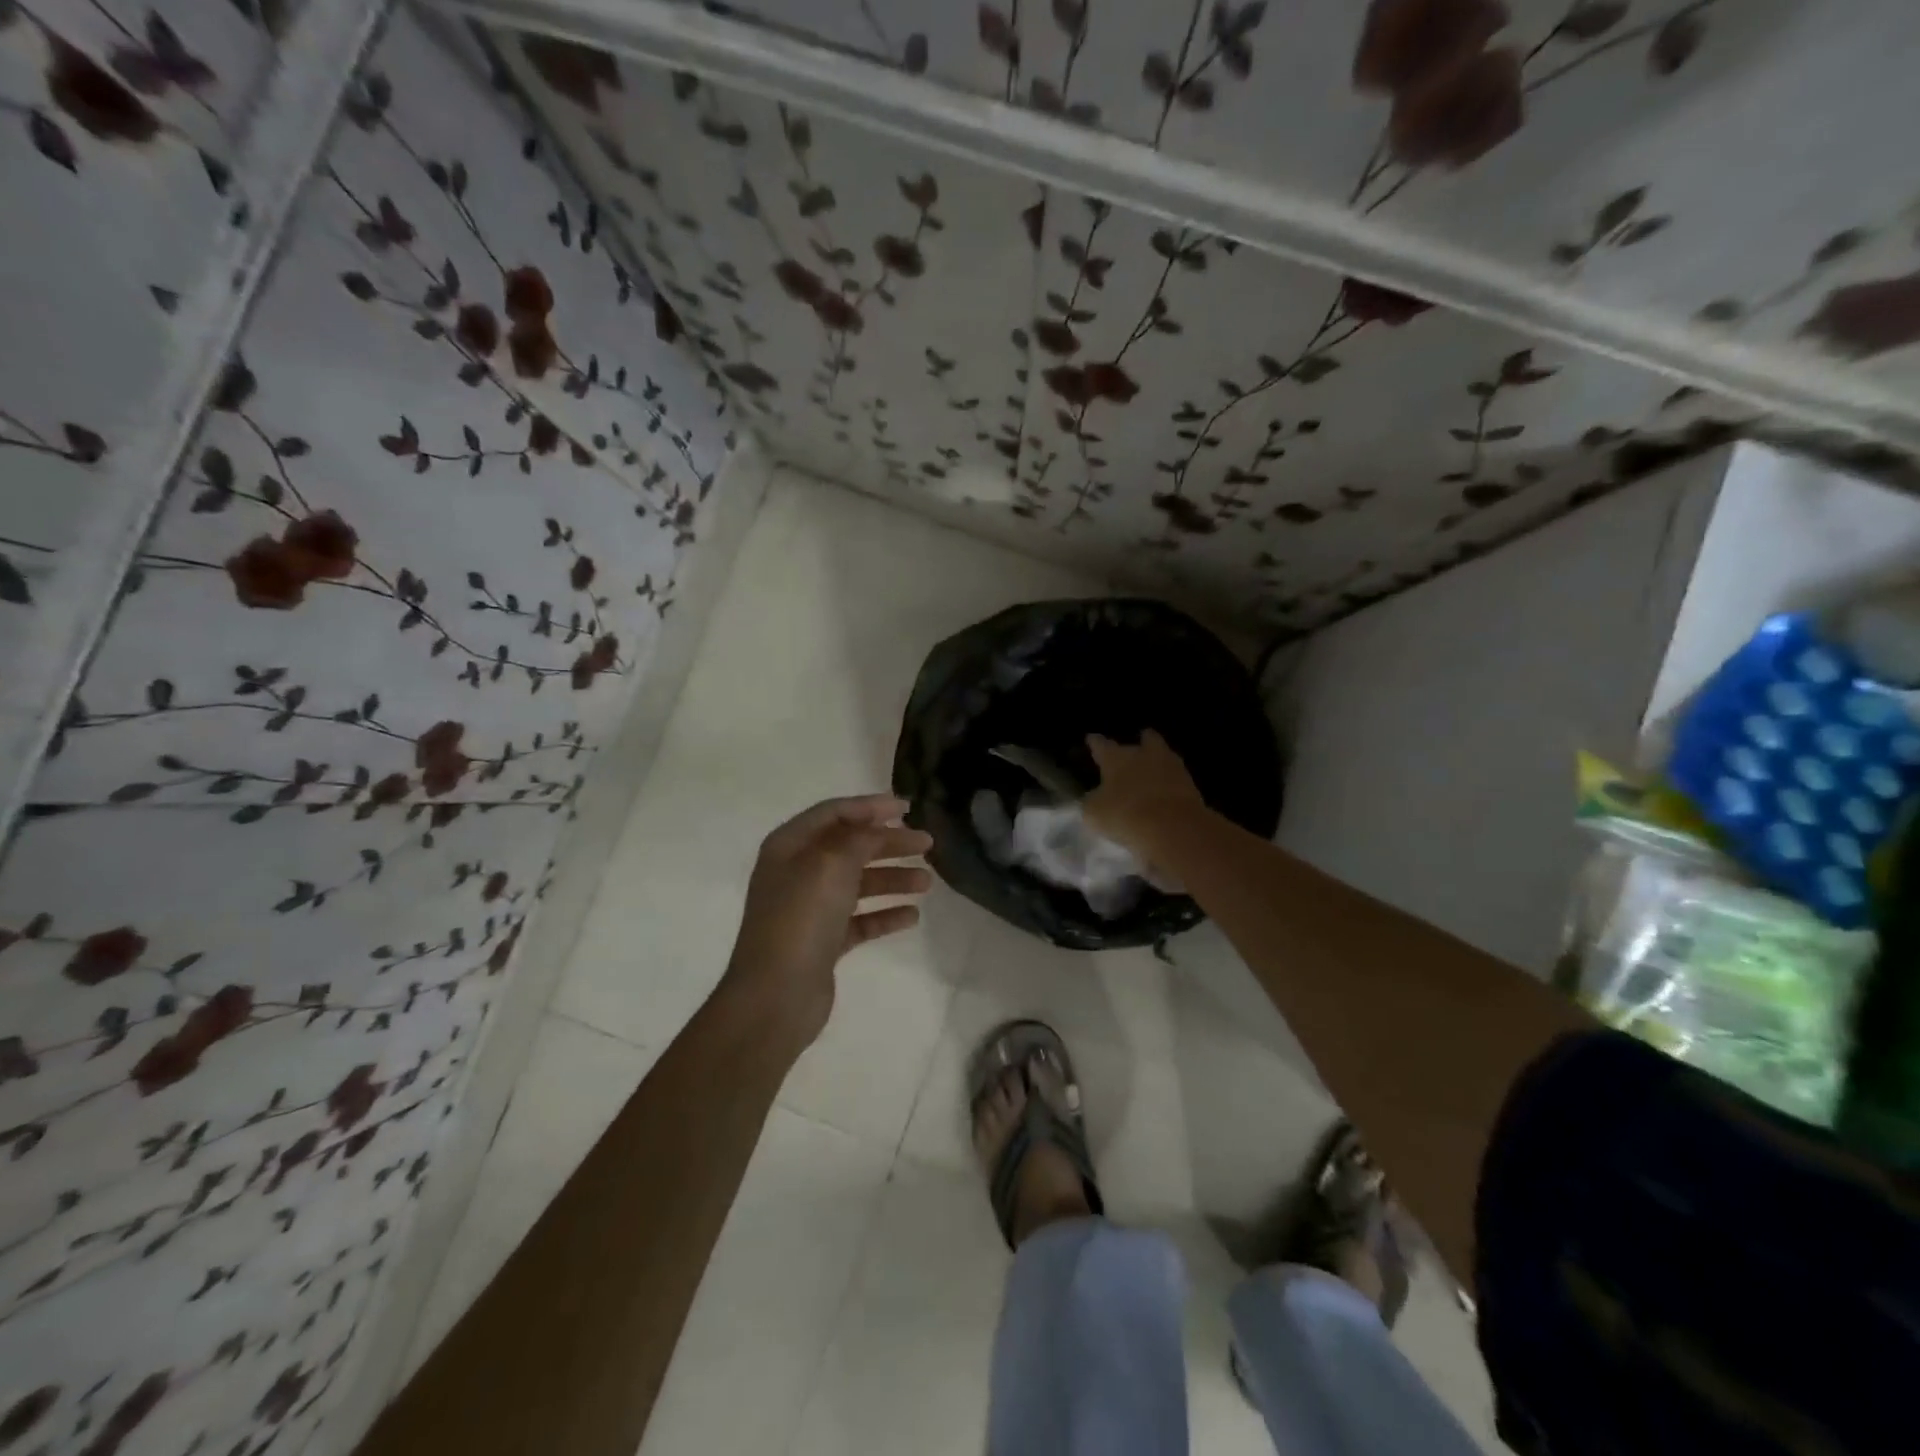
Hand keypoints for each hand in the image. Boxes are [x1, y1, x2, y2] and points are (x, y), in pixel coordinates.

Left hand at [720, 794, 932, 1050]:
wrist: (775, 996)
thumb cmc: (800, 919)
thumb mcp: (831, 864)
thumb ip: (858, 839)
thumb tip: (876, 828)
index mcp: (789, 846)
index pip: (834, 813)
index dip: (871, 806)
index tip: (908, 808)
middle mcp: (798, 872)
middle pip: (850, 847)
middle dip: (889, 843)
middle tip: (928, 843)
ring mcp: (810, 909)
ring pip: (858, 884)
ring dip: (892, 878)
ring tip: (927, 882)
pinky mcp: (823, 942)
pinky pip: (860, 919)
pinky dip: (885, 914)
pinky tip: (912, 916)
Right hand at [1083, 731, 1205, 863]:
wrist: (1173, 828)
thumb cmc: (1124, 814)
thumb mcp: (1094, 813)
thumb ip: (1093, 801)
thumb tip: (1095, 798)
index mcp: (1116, 757)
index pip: (1102, 745)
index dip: (1095, 742)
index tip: (1092, 738)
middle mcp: (1144, 755)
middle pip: (1146, 740)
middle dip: (1141, 742)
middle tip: (1138, 745)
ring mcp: (1172, 768)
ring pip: (1165, 757)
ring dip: (1159, 762)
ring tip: (1152, 771)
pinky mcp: (1191, 786)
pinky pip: (1177, 780)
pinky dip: (1170, 784)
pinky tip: (1164, 793)